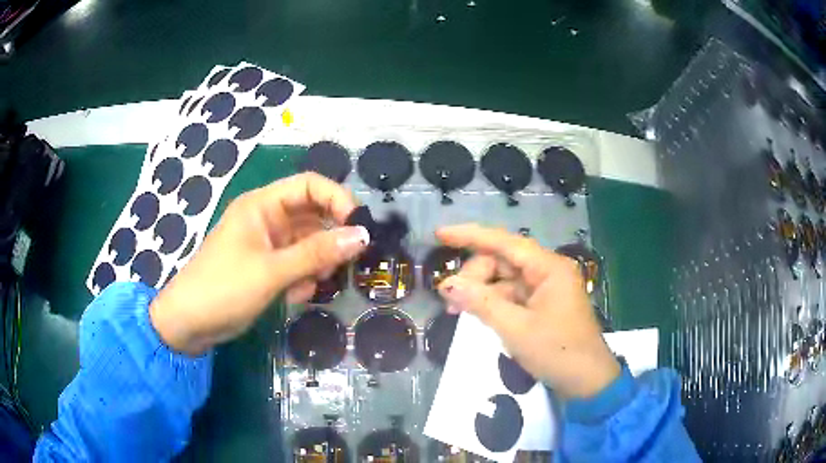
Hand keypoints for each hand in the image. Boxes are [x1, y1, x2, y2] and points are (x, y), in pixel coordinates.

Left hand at [150, 173, 369, 355]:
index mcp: (262, 205)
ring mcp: (268, 244)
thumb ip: (317, 253)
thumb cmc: (223, 288)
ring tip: (307, 287)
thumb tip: (363, 235)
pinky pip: (298, 264)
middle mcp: (267, 219)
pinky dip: (303, 279)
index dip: (338, 200)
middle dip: (329, 241)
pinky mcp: (267, 267)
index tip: (360, 227)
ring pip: (309, 244)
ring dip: (316, 265)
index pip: (310, 185)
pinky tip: (293, 297)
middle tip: (340, 265)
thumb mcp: (271, 271)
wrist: (189, 323)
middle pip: (313, 216)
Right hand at [435, 224, 619, 398]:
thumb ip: (481, 303)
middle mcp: (547, 271)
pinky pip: (511, 296)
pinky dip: (492, 303)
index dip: (470, 235)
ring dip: (480, 291)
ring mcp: (545, 289)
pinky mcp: (542, 305)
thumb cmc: (556, 352)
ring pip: (504, 279)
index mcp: (548, 268)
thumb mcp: (515, 329)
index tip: (440, 234)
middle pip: (502, 260)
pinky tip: (476, 314)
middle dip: (474, 275)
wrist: (587, 381)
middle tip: (450, 298)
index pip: (504, 242)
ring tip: (456, 309)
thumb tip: (446, 284)